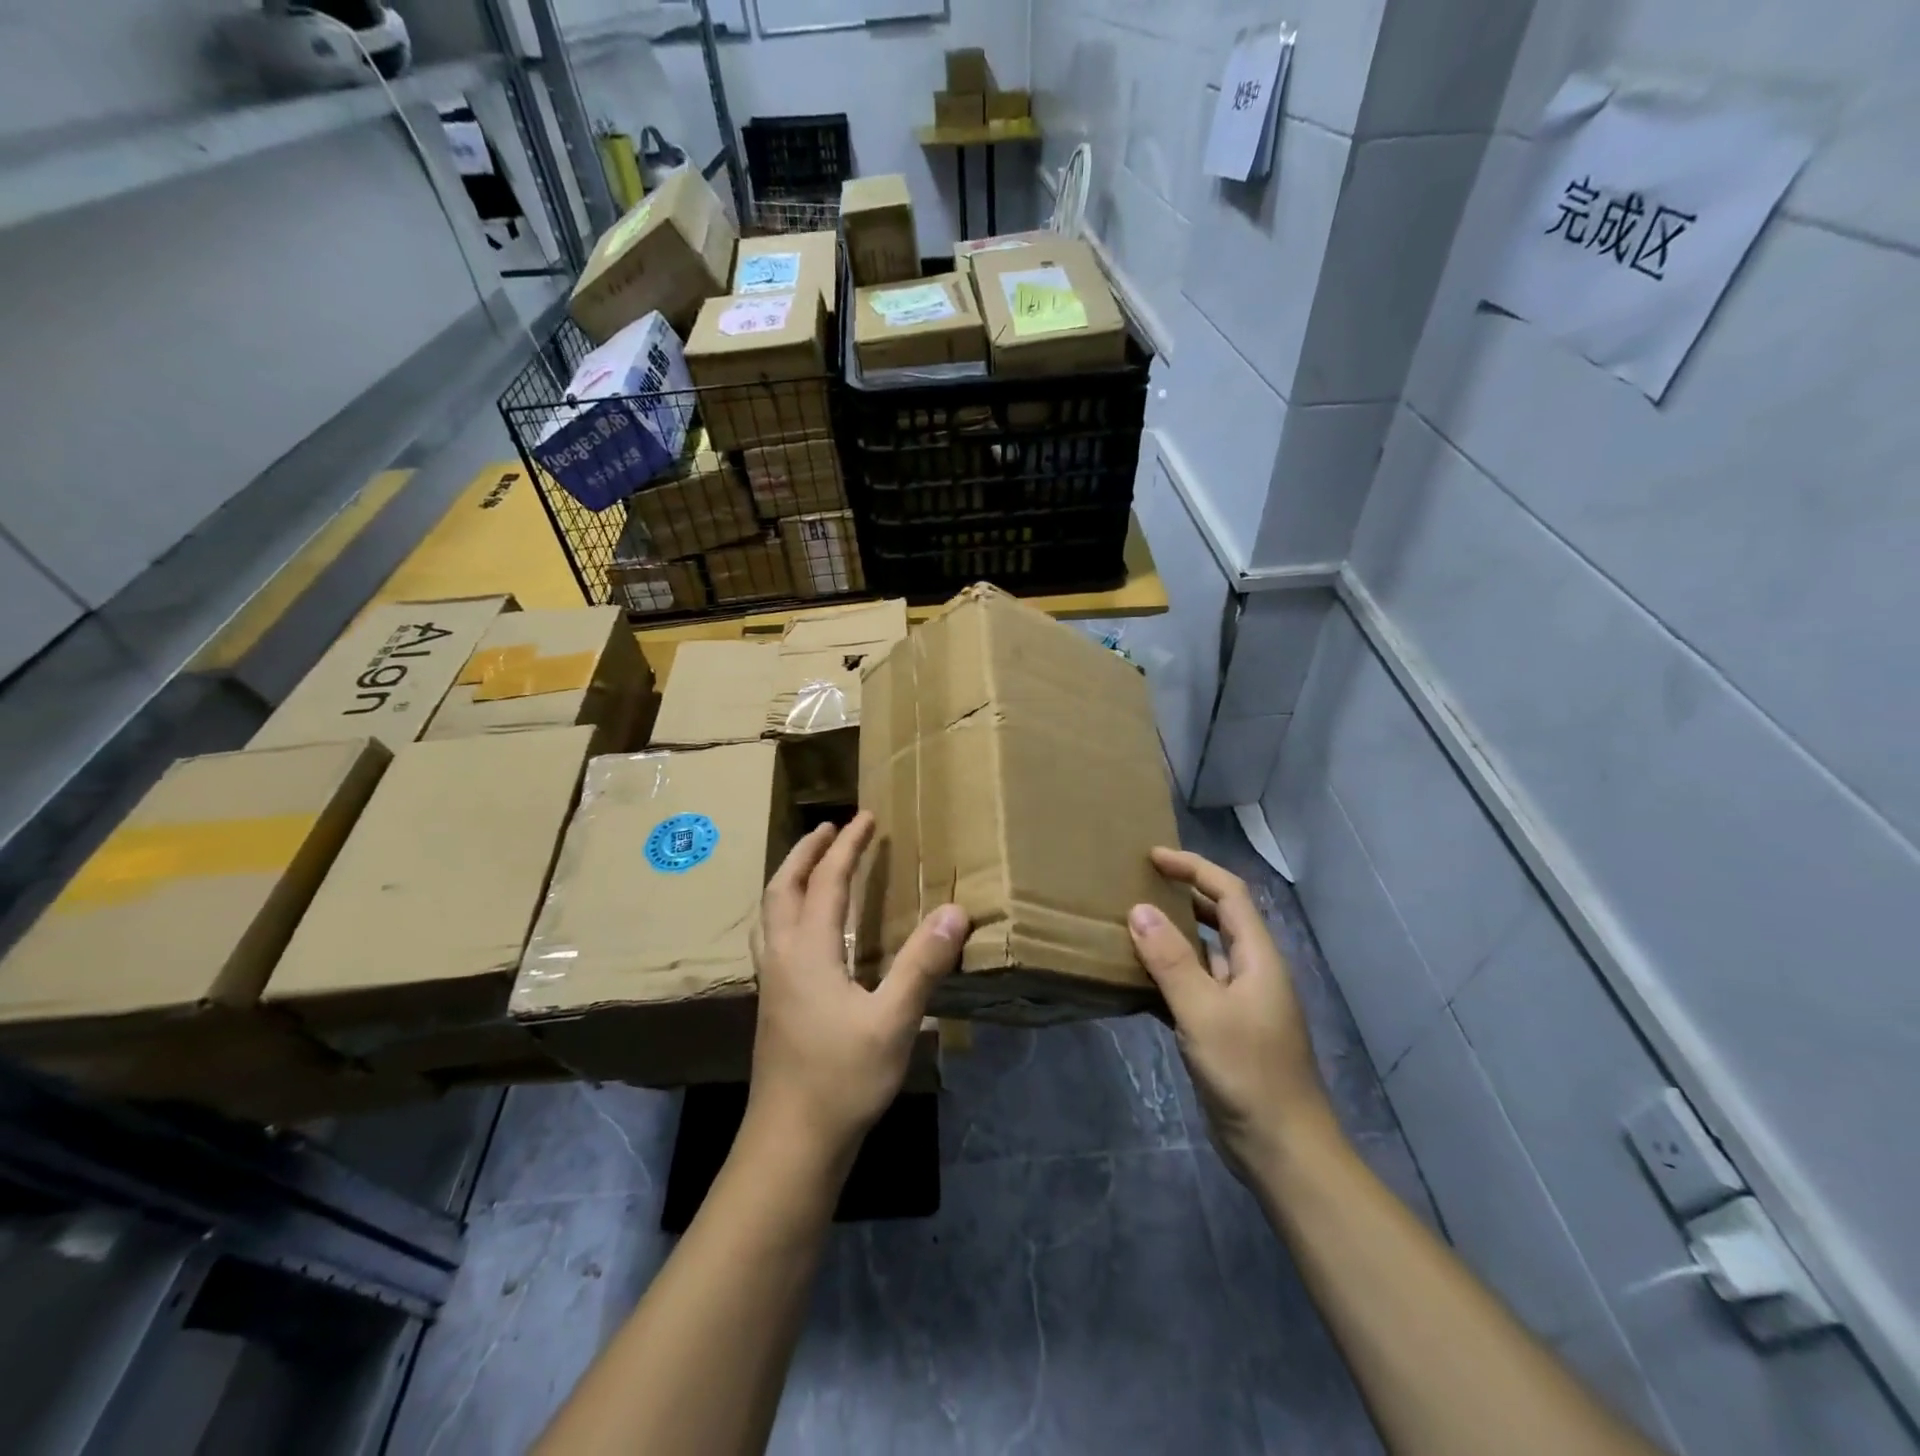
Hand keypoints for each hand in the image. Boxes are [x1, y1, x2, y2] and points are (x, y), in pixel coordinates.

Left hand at [749, 811, 966, 1168]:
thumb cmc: (842, 1080)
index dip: (847, 846)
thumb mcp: (893, 1020)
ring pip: (770, 913)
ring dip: (789, 878)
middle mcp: (782, 957)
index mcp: (808, 951)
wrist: (790, 1144)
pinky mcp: (773, 1004)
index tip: (867, 817)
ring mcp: (772, 982)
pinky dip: (787, 911)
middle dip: (806, 852)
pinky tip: (805, 930)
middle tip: (830, 828)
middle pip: (782, 888)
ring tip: (811, 865)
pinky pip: (773, 936)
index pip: (826, 881)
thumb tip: (955, 910)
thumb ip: (922, 963)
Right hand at [1129, 848, 1333, 1180]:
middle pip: (1219, 917)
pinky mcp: (1225, 1029)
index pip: (1229, 893)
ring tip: (1130, 923)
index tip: (1152, 857)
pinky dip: (1168, 973)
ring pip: (1204, 952)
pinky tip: (1137, 978)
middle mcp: (1252, 972)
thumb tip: (1139, 909)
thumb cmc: (1248, 1072)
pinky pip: (1194, 986)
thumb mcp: (1203, 1012)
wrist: (1282, 1149)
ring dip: (1173, 934)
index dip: (1194, 868)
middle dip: (1183, 893)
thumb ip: (1170, 959)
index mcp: (1258, 957)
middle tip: (1138, 883)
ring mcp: (1240, 1002)